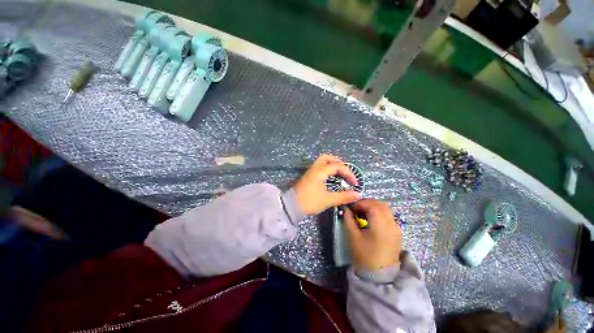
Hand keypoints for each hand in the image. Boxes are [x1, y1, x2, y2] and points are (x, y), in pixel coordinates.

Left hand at [294, 154, 360, 215]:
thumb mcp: (328, 200)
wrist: (291, 206)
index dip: (348, 173)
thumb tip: (357, 194)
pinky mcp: (308, 176)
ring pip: (322, 161)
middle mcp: (314, 168)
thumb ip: (343, 196)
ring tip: (339, 174)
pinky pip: (319, 167)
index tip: (354, 183)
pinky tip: (330, 178)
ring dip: (332, 165)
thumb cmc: (310, 201)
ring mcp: (310, 171)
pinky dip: (327, 169)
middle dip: (338, 162)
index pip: (337, 166)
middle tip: (345, 171)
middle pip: (327, 157)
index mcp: (320, 171)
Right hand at [344, 199, 401, 269]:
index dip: (361, 203)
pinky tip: (371, 219)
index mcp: (381, 226)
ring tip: (363, 211)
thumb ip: (348, 220)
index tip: (351, 206)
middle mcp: (391, 225)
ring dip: (374, 206)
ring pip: (386, 209)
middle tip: (357, 207)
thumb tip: (346, 209)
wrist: (379, 276)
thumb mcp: (353, 237)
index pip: (372, 206)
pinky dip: (379, 212)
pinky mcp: (397, 233)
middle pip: (381, 205)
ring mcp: (396, 229)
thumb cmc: (364, 256)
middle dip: (368, 202)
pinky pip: (389, 216)